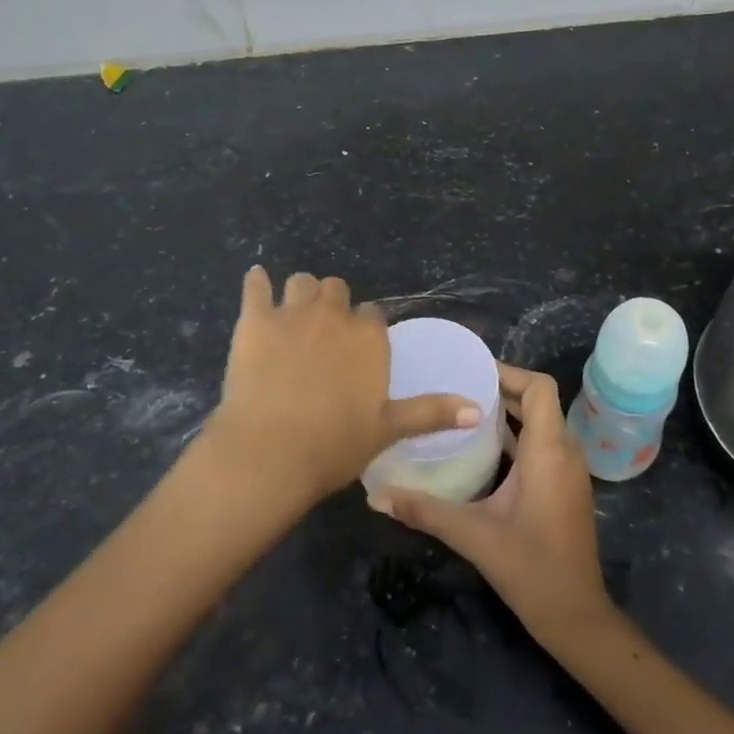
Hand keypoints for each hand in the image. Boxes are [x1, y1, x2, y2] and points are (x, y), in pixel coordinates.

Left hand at [198, 267, 479, 510]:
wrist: (270, 452)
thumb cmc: (334, 445)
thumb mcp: (389, 429)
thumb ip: (433, 412)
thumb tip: (478, 409)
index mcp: (369, 337)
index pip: (372, 314)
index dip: (364, 327)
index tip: (356, 347)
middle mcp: (334, 315)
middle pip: (336, 289)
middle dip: (333, 305)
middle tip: (323, 333)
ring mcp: (292, 313)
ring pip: (300, 282)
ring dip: (300, 293)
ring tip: (293, 314)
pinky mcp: (254, 319)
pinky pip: (256, 285)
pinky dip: (257, 282)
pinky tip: (257, 280)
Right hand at [369, 364, 613, 645]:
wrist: (576, 615)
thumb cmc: (530, 567)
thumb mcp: (472, 534)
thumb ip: (424, 510)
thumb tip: (374, 496)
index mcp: (548, 450)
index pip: (539, 387)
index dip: (509, 372)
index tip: (470, 372)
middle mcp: (565, 452)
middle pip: (539, 401)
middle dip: (502, 390)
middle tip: (457, 387)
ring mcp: (570, 471)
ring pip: (542, 423)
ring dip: (509, 414)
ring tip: (464, 412)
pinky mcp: (566, 487)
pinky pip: (544, 445)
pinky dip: (518, 437)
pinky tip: (483, 451)